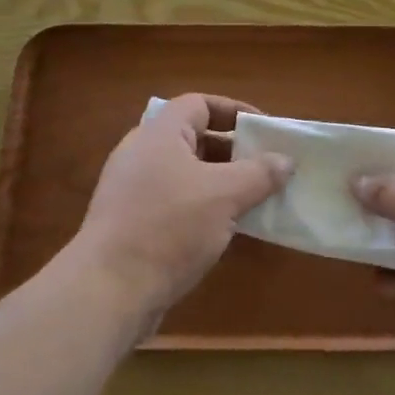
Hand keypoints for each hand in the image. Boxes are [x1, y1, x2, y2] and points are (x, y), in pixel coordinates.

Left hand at [73, 94, 290, 325]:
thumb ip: (260, 173)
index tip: (265, 130)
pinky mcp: (130, 222)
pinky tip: (224, 230)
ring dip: (220, 182)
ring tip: (252, 199)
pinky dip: (201, 207)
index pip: (199, 104)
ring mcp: (132, 189)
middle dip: (233, 150)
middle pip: (194, 138)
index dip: (235, 111)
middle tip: (264, 167)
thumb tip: (286, 160)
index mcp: (160, 134)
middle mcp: (142, 154)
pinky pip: (174, 201)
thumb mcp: (225, 196)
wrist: (108, 290)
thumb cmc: (169, 227)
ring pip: (186, 173)